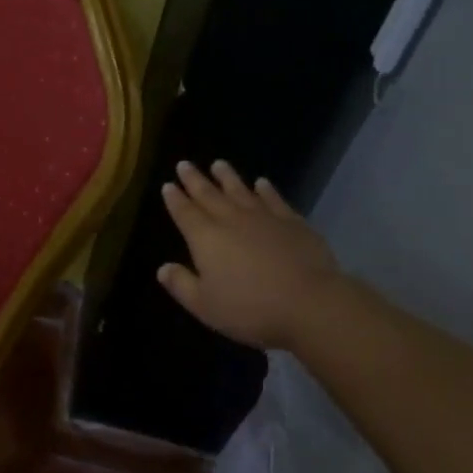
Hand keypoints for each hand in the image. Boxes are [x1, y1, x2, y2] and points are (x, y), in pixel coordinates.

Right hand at [157, 161, 345, 349]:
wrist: (310, 303)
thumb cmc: (251, 308)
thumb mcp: (205, 306)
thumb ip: (181, 285)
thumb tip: (163, 268)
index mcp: (206, 238)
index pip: (185, 213)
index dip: (175, 199)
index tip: (168, 185)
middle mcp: (231, 220)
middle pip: (208, 195)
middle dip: (194, 180)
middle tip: (184, 164)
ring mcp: (264, 218)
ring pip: (240, 190)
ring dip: (227, 177)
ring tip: (218, 164)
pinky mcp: (292, 222)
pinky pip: (274, 199)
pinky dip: (266, 190)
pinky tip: (262, 183)